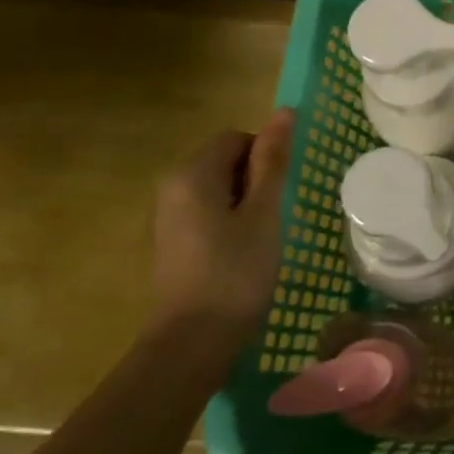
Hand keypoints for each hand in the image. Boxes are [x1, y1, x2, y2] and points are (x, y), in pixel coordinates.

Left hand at [148, 108, 294, 351]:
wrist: (192, 341)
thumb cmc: (236, 271)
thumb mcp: (264, 212)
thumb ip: (273, 161)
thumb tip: (284, 112)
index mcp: (193, 173)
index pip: (237, 138)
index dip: (265, 157)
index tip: (281, 192)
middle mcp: (172, 187)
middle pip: (225, 160)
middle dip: (256, 179)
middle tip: (275, 215)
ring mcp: (168, 216)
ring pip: (219, 187)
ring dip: (246, 202)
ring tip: (263, 235)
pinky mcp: (172, 241)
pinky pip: (208, 211)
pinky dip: (231, 221)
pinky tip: (244, 252)